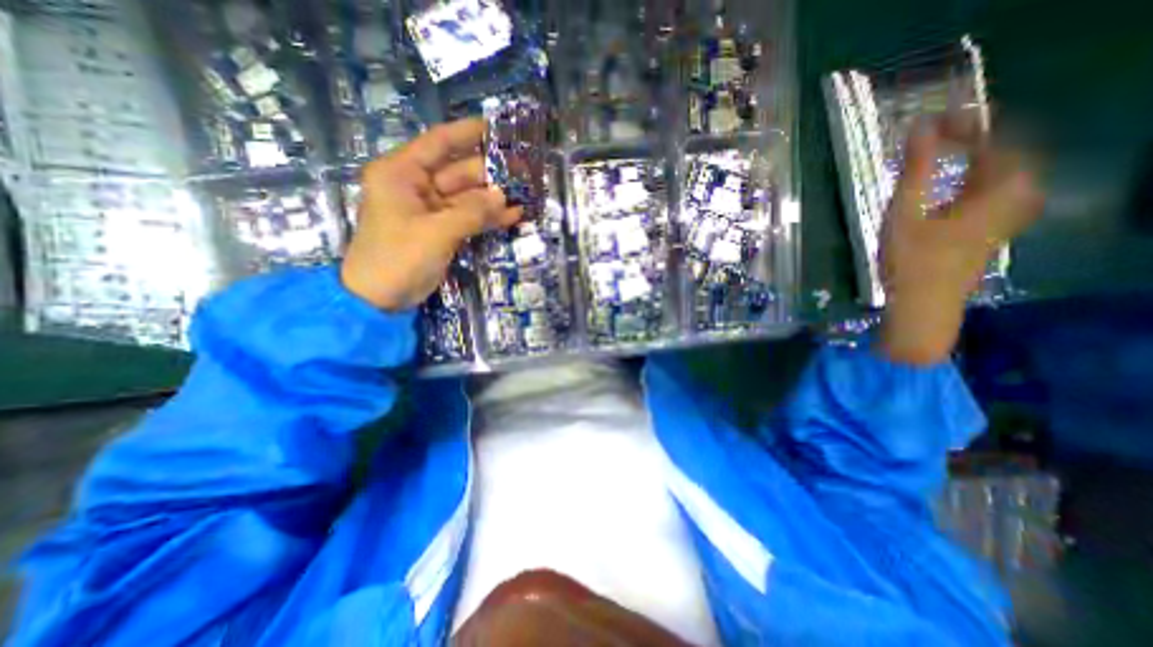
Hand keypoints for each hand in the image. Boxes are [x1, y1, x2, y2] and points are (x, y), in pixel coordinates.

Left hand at [340, 118, 522, 309]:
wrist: (381, 299)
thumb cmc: (399, 258)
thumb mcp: (436, 232)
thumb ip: (472, 212)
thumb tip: (503, 195)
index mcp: (402, 173)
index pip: (438, 143)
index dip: (467, 133)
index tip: (496, 127)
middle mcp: (417, 186)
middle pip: (459, 171)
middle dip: (490, 173)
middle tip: (523, 170)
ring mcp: (431, 210)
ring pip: (468, 197)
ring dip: (494, 198)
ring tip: (525, 192)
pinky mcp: (442, 230)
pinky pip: (469, 217)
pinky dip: (489, 218)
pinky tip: (513, 215)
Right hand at [876, 116, 1046, 364]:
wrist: (923, 305)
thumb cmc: (911, 261)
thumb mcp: (905, 214)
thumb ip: (914, 171)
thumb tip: (919, 128)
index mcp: (997, 190)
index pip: (997, 140)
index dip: (969, 123)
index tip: (936, 118)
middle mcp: (1013, 198)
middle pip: (1009, 153)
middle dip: (977, 137)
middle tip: (941, 132)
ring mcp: (1005, 215)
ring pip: (1004, 172)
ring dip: (978, 157)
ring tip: (948, 152)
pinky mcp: (990, 229)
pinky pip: (995, 190)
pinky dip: (976, 176)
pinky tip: (955, 182)